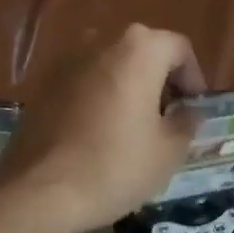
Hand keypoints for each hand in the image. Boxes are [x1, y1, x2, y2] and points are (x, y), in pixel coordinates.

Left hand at [0, 24, 204, 232]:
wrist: (39, 191)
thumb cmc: (115, 167)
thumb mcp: (169, 151)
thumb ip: (187, 123)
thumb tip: (188, 112)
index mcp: (139, 50)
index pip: (179, 49)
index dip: (193, 79)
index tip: (192, 111)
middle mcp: (100, 41)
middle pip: (143, 53)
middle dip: (160, 83)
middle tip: (167, 121)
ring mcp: (66, 61)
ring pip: (111, 67)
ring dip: (128, 90)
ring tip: (133, 130)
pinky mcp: (42, 84)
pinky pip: (84, 83)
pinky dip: (99, 99)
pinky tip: (99, 135)